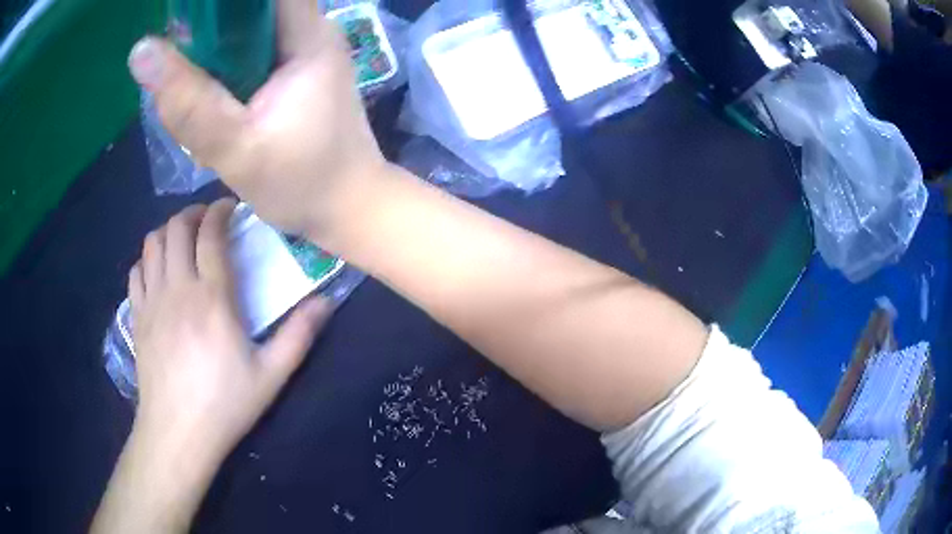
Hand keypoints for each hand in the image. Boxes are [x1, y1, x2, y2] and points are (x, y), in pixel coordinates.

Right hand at [127, 0, 389, 240]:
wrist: (349, 206)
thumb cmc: (303, 184)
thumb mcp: (237, 150)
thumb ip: (188, 103)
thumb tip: (142, 51)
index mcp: (308, 36)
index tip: (189, 16)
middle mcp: (311, 32)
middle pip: (253, 5)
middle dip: (211, 23)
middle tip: (178, 52)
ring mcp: (305, 50)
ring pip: (249, 27)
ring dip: (214, 45)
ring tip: (192, 80)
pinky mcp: (296, 70)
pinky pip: (252, 50)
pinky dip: (225, 63)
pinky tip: (211, 92)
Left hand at [128, 199, 330, 470]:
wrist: (178, 432)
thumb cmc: (225, 405)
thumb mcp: (271, 376)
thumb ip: (298, 335)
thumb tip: (326, 302)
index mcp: (213, 298)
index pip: (211, 235)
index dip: (221, 212)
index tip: (231, 208)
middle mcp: (178, 288)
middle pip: (177, 228)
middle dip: (193, 213)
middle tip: (207, 220)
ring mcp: (152, 301)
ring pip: (153, 243)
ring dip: (168, 231)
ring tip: (182, 239)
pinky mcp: (137, 316)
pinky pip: (137, 271)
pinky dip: (148, 259)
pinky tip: (158, 270)